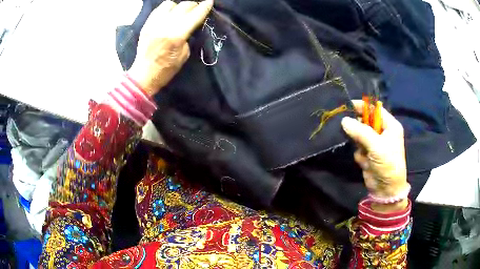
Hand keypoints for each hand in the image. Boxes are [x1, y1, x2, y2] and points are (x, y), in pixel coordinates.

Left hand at [128, 0, 213, 95]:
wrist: (144, 75)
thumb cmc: (166, 69)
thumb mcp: (184, 55)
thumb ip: (188, 36)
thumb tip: (190, 24)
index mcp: (176, 36)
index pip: (194, 15)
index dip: (204, 7)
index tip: (210, 2)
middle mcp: (164, 26)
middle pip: (183, 6)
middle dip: (193, 5)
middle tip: (196, 10)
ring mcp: (153, 24)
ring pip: (170, 4)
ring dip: (178, 6)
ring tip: (180, 13)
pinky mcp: (146, 25)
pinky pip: (158, 9)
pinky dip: (166, 9)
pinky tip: (169, 15)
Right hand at [341, 100, 408, 211]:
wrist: (386, 189)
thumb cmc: (387, 164)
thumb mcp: (376, 146)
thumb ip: (360, 131)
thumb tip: (344, 120)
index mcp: (390, 126)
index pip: (375, 109)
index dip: (363, 106)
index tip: (347, 105)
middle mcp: (383, 132)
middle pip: (366, 121)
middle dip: (358, 127)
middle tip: (349, 129)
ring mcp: (375, 143)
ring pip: (359, 135)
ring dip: (359, 143)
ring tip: (364, 152)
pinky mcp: (369, 154)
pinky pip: (358, 147)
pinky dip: (360, 154)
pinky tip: (365, 162)